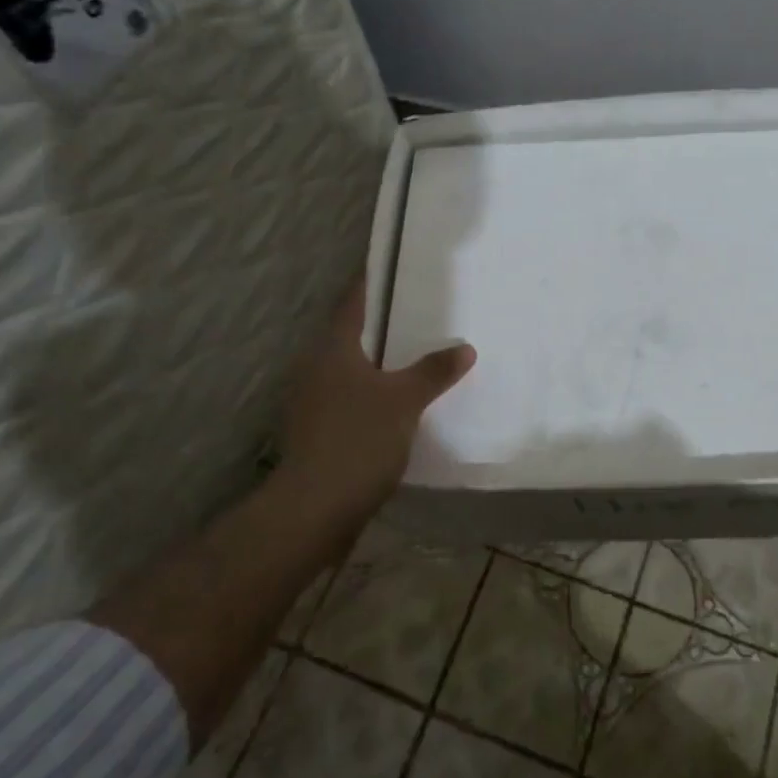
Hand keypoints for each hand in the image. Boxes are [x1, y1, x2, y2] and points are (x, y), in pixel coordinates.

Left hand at [281, 284, 475, 513]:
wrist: (314, 510)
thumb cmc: (358, 440)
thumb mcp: (405, 401)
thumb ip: (434, 371)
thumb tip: (464, 347)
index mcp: (333, 350)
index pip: (353, 302)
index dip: (371, 282)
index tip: (393, 267)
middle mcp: (317, 368)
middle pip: (351, 335)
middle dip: (382, 324)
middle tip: (420, 311)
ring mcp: (313, 402)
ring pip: (351, 369)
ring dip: (379, 361)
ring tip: (417, 355)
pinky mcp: (318, 431)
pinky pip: (351, 398)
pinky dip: (374, 392)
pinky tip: (401, 402)